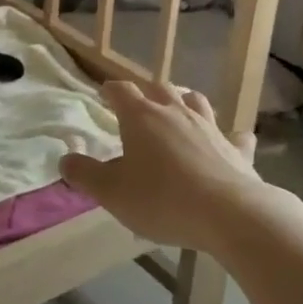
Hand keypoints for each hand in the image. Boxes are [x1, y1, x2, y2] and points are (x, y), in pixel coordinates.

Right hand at [59, 82, 263, 248]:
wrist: (229, 215)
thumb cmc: (161, 200)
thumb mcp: (111, 193)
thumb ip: (85, 174)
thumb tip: (65, 159)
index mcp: (141, 117)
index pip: (121, 90)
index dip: (111, 90)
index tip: (105, 94)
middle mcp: (176, 112)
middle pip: (159, 88)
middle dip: (147, 92)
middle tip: (139, 105)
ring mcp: (210, 128)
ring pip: (196, 101)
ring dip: (184, 102)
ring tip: (178, 112)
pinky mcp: (237, 149)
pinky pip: (234, 136)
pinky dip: (228, 136)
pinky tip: (229, 142)